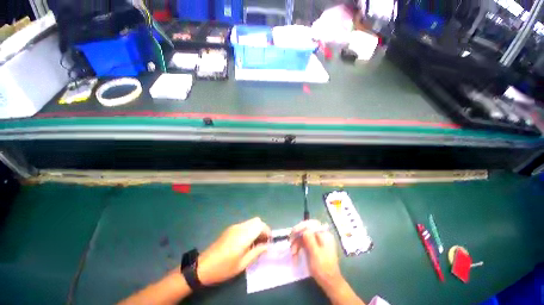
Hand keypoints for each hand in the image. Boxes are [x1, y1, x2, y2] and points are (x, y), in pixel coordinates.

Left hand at [197, 217, 270, 285]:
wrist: (203, 266)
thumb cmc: (224, 268)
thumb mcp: (242, 264)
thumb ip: (256, 252)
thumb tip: (267, 246)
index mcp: (243, 236)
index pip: (260, 225)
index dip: (267, 231)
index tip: (269, 241)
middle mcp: (240, 227)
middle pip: (257, 220)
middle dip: (263, 229)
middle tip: (263, 241)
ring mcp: (234, 226)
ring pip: (251, 221)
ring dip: (256, 228)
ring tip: (255, 242)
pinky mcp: (230, 228)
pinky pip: (245, 224)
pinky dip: (250, 229)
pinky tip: (246, 241)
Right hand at [290, 220, 342, 290]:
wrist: (329, 283)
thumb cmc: (323, 268)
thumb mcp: (315, 253)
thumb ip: (310, 239)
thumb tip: (304, 229)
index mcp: (324, 235)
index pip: (311, 224)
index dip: (301, 226)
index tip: (293, 232)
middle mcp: (321, 235)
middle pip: (306, 230)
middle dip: (297, 237)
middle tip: (290, 243)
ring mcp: (317, 241)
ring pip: (303, 237)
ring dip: (297, 244)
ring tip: (293, 254)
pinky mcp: (314, 247)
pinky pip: (304, 243)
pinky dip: (299, 248)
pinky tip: (295, 255)